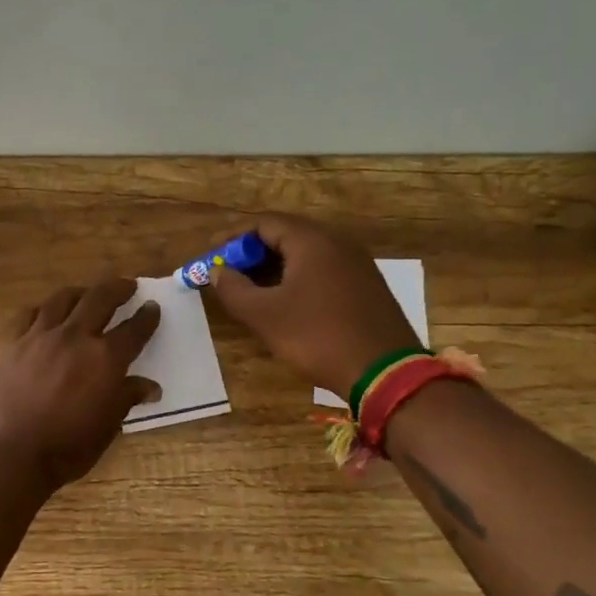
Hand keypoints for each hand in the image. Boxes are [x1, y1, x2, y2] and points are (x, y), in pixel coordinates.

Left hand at [0, 279, 160, 489]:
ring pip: (62, 299)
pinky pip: (28, 315)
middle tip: (126, 285)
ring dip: (80, 292)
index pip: (134, 330)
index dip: (146, 317)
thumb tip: (149, 387)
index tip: (152, 307)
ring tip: (86, 293)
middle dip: (117, 288)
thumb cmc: (65, 448)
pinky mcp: (10, 344)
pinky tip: (44, 313)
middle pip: (100, 299)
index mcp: (105, 359)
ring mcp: (39, 336)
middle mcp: (74, 338)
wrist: (8, 452)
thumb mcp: (106, 428)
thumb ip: (125, 399)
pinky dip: (42, 309)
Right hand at [208, 214, 421, 400]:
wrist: (384, 372)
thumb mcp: (264, 315)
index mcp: (312, 241)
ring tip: (251, 289)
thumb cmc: (317, 336)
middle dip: (252, 252)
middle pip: (286, 235)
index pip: (264, 223)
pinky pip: (323, 269)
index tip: (210, 255)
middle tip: (228, 272)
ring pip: (305, 254)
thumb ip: (233, 288)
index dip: (232, 237)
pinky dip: (297, 277)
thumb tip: (216, 271)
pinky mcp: (366, 286)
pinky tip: (285, 302)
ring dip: (274, 267)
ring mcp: (357, 263)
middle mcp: (337, 242)